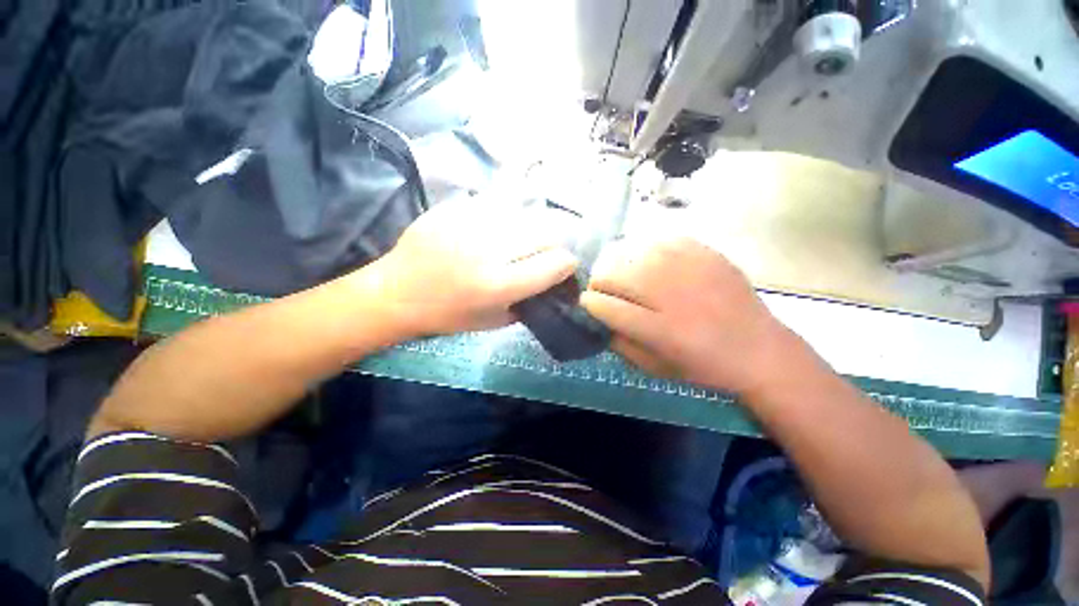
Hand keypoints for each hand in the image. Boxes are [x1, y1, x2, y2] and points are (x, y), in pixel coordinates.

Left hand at [369, 197, 579, 335]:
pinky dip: (505, 217)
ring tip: (519, 240)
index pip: (556, 263)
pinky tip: (493, 229)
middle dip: (554, 244)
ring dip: (531, 229)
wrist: (396, 292)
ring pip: (525, 213)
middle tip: (544, 253)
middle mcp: (489, 249)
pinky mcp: (454, 207)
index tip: (564, 267)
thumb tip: (551, 283)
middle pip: (546, 232)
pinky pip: (496, 204)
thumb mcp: (493, 321)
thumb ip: (527, 301)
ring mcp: (470, 222)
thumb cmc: (446, 314)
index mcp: (498, 283)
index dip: (567, 265)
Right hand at [581, 236, 795, 394]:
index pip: (607, 306)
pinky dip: (643, 248)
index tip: (586, 302)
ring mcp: (690, 268)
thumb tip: (598, 318)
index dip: (589, 302)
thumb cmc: (703, 365)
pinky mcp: (705, 252)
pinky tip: (644, 259)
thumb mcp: (655, 368)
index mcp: (661, 330)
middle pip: (616, 274)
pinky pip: (660, 239)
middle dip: (598, 280)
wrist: (759, 349)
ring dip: (616, 261)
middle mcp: (672, 294)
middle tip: (600, 287)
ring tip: (617, 270)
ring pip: (633, 251)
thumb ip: (621, 344)